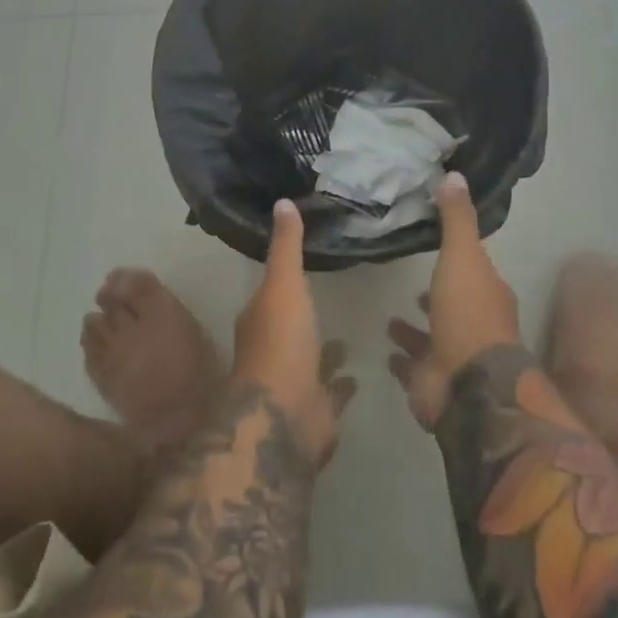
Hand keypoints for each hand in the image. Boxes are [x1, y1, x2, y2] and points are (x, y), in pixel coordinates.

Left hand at [231, 200, 356, 465]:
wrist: (286, 416)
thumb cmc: (281, 343)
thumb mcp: (283, 285)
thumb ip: (286, 247)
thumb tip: (282, 201)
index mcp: (259, 319)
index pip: (270, 293)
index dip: (284, 279)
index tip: (305, 266)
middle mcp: (271, 349)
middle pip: (290, 325)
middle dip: (305, 315)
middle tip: (333, 295)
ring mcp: (293, 381)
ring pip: (310, 359)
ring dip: (324, 349)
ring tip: (349, 334)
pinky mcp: (315, 408)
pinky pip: (331, 390)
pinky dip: (341, 382)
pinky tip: (358, 374)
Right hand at [386, 172, 521, 428]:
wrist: (469, 386)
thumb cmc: (469, 315)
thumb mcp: (463, 257)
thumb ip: (456, 220)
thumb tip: (454, 174)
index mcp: (488, 294)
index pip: (474, 271)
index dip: (458, 258)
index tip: (437, 246)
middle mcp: (475, 325)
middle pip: (453, 305)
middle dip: (436, 296)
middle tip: (411, 284)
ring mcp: (454, 356)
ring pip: (432, 338)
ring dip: (415, 330)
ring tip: (390, 318)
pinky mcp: (433, 382)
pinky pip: (414, 367)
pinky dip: (403, 360)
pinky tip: (386, 351)